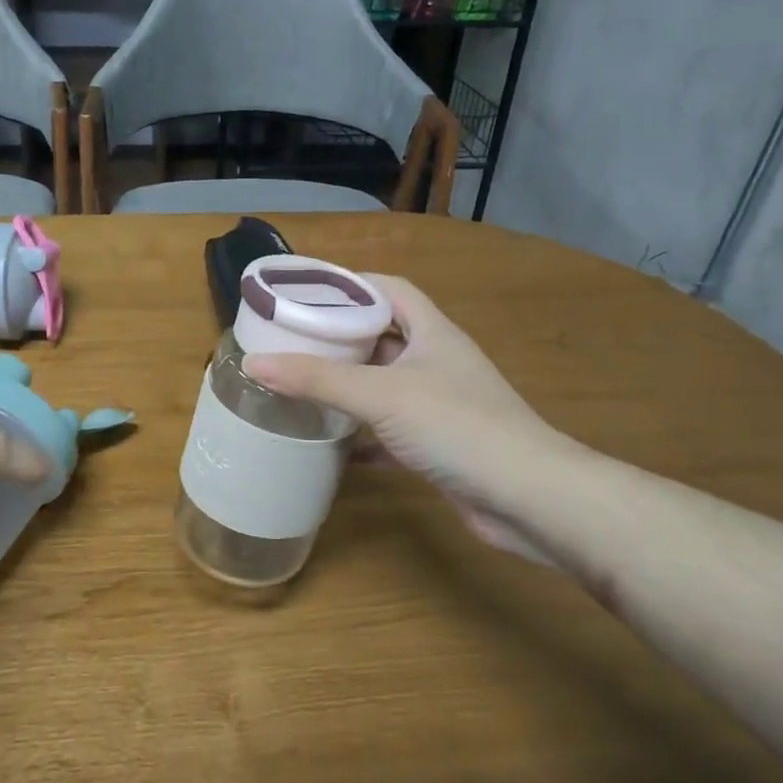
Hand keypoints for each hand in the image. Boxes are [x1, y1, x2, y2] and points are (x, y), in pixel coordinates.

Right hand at [242, 276, 566, 562]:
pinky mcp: (437, 444)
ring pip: (383, 384)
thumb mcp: (381, 394)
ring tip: (300, 385)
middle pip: (381, 335)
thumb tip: (254, 363)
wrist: (528, 497)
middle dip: (339, 337)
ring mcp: (439, 404)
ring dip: (348, 385)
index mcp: (431, 332)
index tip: (306, 292)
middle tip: (291, 341)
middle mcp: (436, 361)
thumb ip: (318, 378)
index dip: (350, 284)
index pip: (388, 288)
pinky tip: (330, 446)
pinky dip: (361, 435)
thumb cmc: (457, 425)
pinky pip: (389, 430)